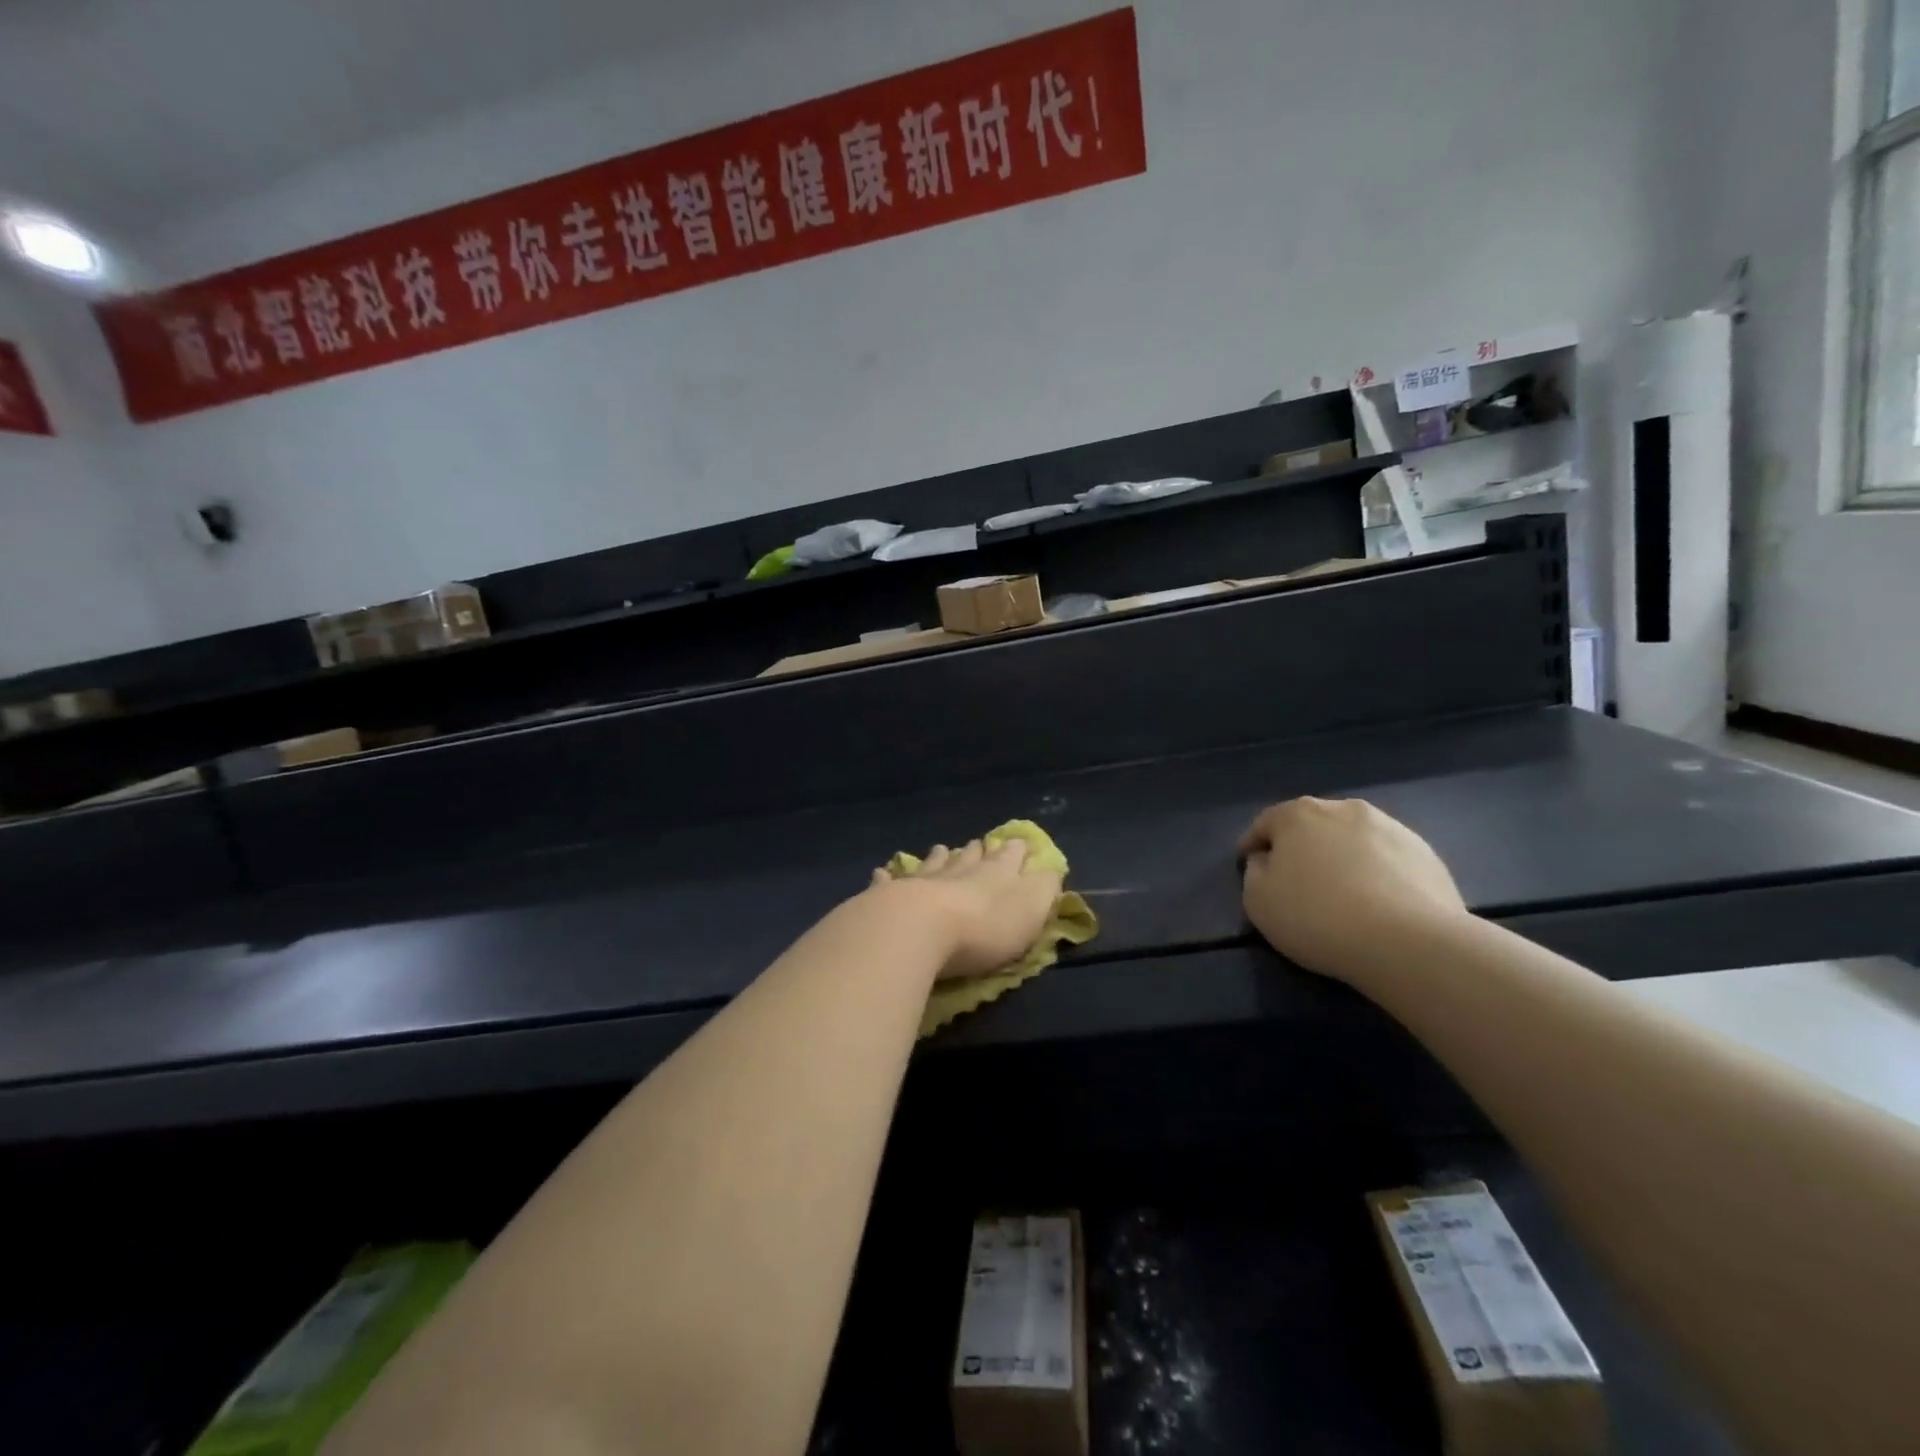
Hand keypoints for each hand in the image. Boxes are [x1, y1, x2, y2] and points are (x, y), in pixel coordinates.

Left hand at [869, 839, 1061, 979]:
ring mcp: (920, 880)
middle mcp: (958, 870)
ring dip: (939, 857)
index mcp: (996, 873)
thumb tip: (1051, 870)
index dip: (1015, 850)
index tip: (1017, 841)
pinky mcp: (888, 896)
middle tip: (978, 844)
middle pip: (969, 857)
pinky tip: (884, 871)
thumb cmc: (984, 927)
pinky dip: (888, 876)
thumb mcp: (1030, 910)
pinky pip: (889, 881)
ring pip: (932, 864)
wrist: (919, 929)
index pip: (1009, 856)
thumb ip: (1043, 890)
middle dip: (977, 851)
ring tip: (941, 849)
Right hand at [1238, 797, 1468, 983]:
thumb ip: (1255, 872)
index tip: (1247, 866)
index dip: (1253, 845)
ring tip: (1342, 893)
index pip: (1265, 823)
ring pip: (1353, 839)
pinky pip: (1387, 859)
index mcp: (1298, 814)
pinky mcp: (1426, 854)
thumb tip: (1267, 861)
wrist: (1409, 942)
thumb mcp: (1258, 901)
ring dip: (1342, 857)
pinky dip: (1377, 873)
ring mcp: (1390, 828)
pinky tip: (1377, 904)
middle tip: (1296, 880)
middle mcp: (1344, 809)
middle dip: (1301, 846)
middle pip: (1312, 825)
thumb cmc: (1318, 917)